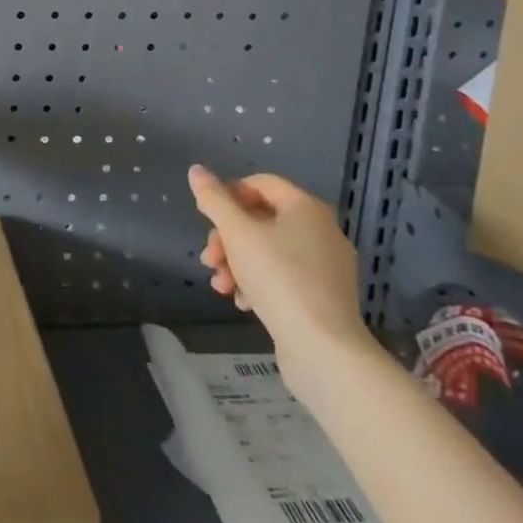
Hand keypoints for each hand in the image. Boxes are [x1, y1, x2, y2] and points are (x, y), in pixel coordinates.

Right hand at [189, 166, 373, 379]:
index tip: (206, 217)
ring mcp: (326, 267)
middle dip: (227, 238)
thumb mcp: (237, 233)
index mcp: (306, 208)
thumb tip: (196, 170)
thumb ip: (214, 199)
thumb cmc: (279, 279)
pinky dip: (260, 283)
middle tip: (208, 259)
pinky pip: (285, 277)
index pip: (260, 183)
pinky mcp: (325, 299)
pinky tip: (243, 303)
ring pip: (270, 251)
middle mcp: (322, 231)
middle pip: (261, 219)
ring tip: (221, 286)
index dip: (228, 194)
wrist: (325, 352)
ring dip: (238, 263)